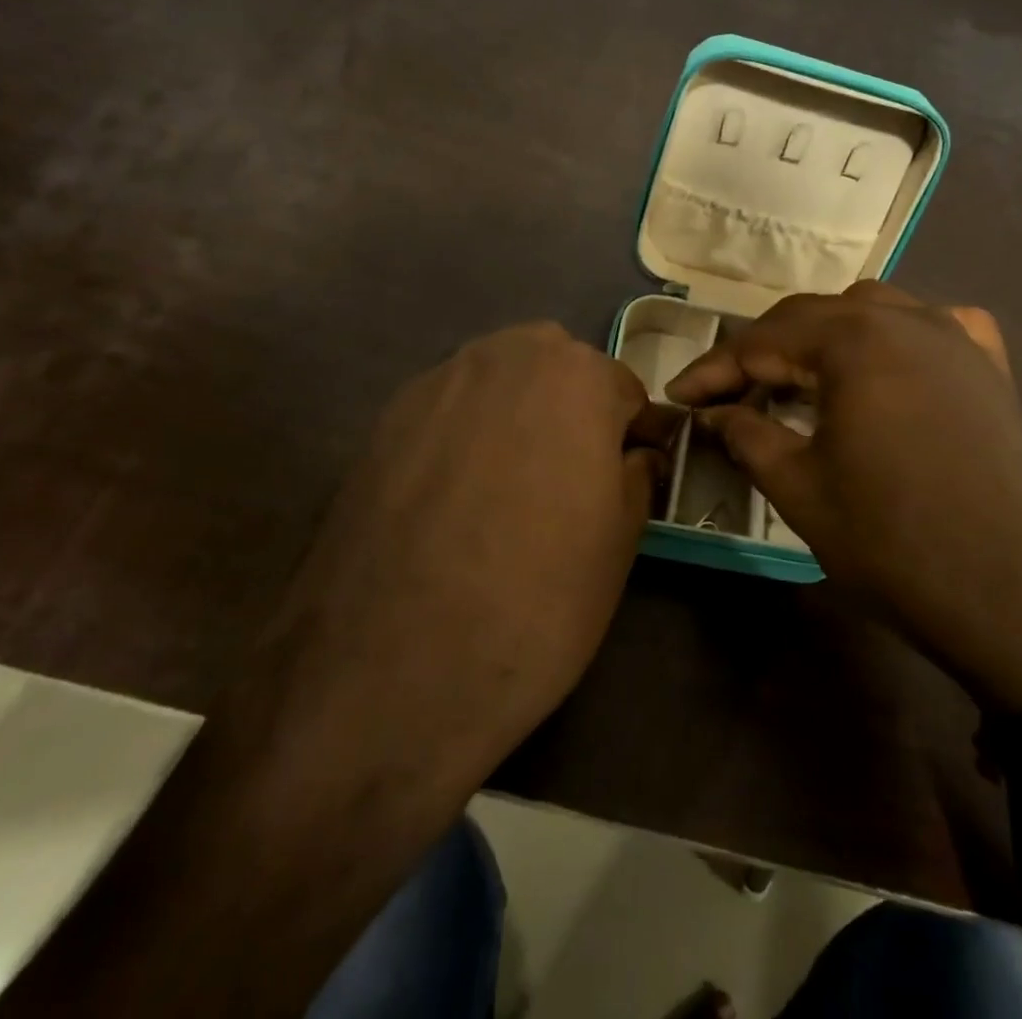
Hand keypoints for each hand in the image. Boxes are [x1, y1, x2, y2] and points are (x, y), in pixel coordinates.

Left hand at [279, 322, 674, 768]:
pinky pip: (449, 409)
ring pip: (499, 382)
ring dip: (517, 414)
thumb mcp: (620, 541)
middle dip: (573, 409)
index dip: (632, 434)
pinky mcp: (385, 418)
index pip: (623, 389)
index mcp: (577, 375)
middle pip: (557, 368)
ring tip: (511, 484)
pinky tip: (455, 495)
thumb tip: (634, 455)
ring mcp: (437, 381)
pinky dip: (465, 433)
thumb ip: (636, 476)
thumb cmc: (537, 598)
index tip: (631, 473)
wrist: (391, 665)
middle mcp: (505, 355)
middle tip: (570, 478)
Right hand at [667, 283, 1021, 710]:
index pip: (763, 341)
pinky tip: (885, 365)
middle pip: (812, 316)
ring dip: (823, 337)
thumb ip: (746, 434)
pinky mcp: (990, 365)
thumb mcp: (800, 490)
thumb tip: (712, 411)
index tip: (678, 396)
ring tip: (799, 380)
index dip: (713, 370)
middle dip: (763, 351)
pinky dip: (891, 337)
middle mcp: (906, 318)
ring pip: (869, 311)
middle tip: (728, 392)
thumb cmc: (896, 544)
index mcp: (854, 342)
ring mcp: (956, 336)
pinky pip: (929, 326)